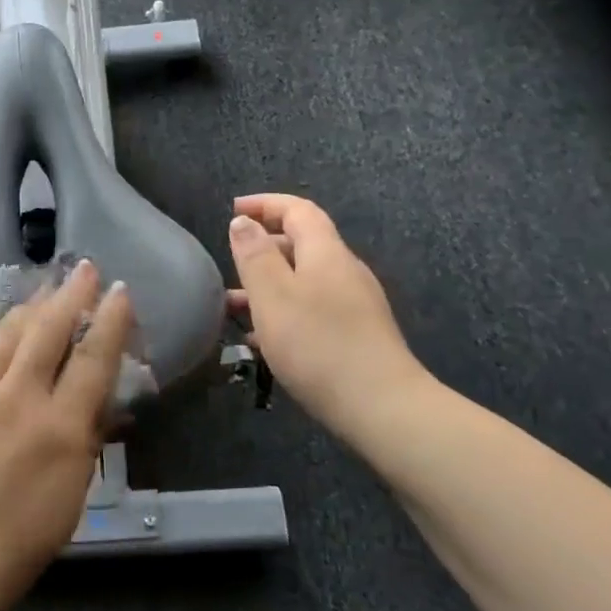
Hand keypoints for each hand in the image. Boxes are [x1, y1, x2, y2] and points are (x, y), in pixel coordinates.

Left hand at [0, 260, 133, 610]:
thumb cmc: (13, 545)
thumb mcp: (69, 498)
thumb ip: (85, 441)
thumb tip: (97, 399)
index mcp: (59, 428)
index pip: (94, 359)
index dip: (111, 320)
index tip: (120, 291)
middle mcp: (17, 398)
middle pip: (49, 329)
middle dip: (72, 294)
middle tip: (84, 269)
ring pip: (6, 330)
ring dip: (29, 304)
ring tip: (43, 287)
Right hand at [227, 193, 429, 439]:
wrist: (381, 406)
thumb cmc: (318, 344)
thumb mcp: (273, 296)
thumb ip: (254, 255)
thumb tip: (243, 221)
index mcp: (326, 252)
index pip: (298, 210)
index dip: (265, 204)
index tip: (232, 209)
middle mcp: (344, 271)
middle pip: (302, 244)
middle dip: (263, 247)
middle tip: (229, 262)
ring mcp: (354, 304)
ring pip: (304, 280)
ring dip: (268, 285)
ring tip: (233, 307)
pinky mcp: (356, 335)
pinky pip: (312, 309)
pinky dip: (283, 312)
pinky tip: (262, 340)